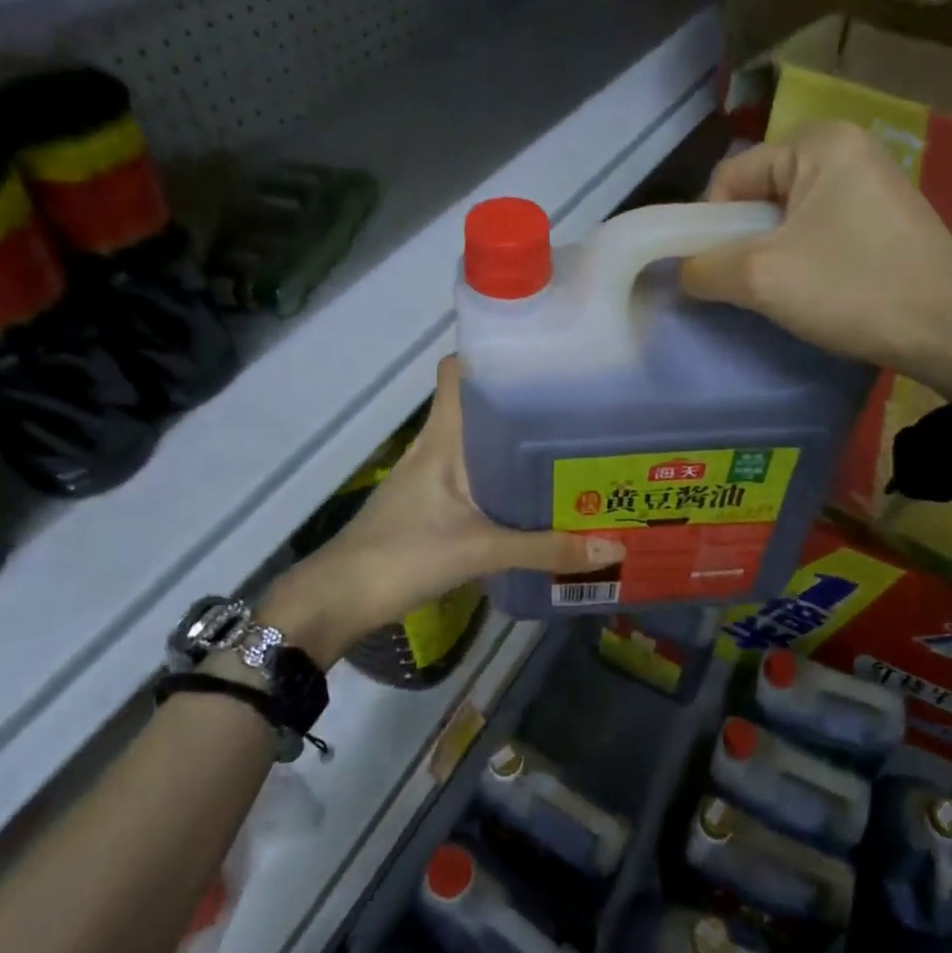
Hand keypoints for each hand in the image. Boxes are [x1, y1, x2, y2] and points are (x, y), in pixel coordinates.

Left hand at [254, 358, 623, 664]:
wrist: (338, 599)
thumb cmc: (403, 555)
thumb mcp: (480, 551)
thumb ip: (544, 549)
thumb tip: (613, 548)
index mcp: (441, 438)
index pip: (456, 372)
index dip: (489, 354)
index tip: (537, 354)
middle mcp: (434, 446)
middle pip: (475, 406)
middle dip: (518, 402)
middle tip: (573, 406)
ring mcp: (428, 475)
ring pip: (474, 442)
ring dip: (510, 443)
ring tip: (562, 446)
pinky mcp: (428, 503)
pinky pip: (471, 474)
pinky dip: (498, 477)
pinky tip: (529, 494)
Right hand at [680, 121, 951, 395]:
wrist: (951, 332)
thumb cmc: (854, 290)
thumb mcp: (761, 278)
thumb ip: (705, 267)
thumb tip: (683, 270)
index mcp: (818, 142)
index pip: (731, 177)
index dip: (711, 226)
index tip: (720, 272)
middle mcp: (847, 147)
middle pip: (759, 194)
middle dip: (744, 241)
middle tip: (751, 285)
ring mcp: (871, 180)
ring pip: (788, 215)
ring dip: (772, 253)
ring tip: (784, 292)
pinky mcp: (885, 214)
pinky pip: (820, 227)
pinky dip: (804, 256)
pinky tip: (817, 288)